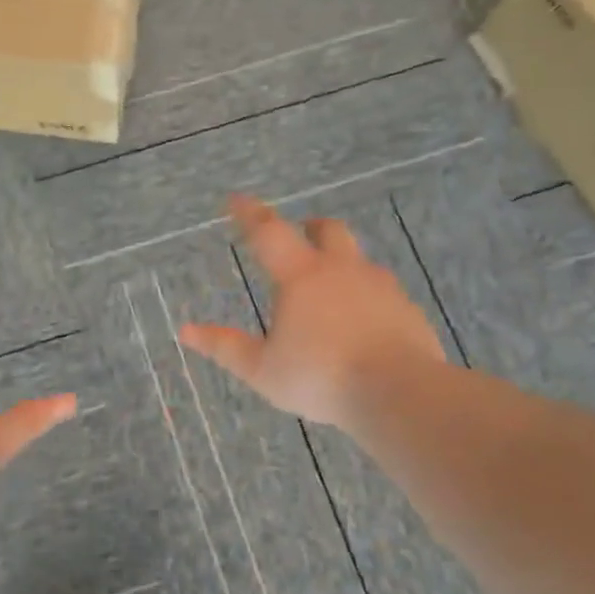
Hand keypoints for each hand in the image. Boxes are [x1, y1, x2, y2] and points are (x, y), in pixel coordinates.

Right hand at [179, 195, 445, 427]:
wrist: (400, 393)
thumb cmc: (321, 377)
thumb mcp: (263, 370)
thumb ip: (226, 347)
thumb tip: (186, 331)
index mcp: (302, 277)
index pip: (269, 232)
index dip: (250, 214)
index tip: (236, 200)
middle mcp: (342, 270)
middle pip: (328, 230)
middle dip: (310, 227)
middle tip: (300, 234)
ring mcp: (381, 287)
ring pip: (359, 260)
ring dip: (341, 263)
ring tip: (330, 289)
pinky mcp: (408, 310)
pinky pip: (383, 292)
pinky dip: (367, 297)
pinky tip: (363, 323)